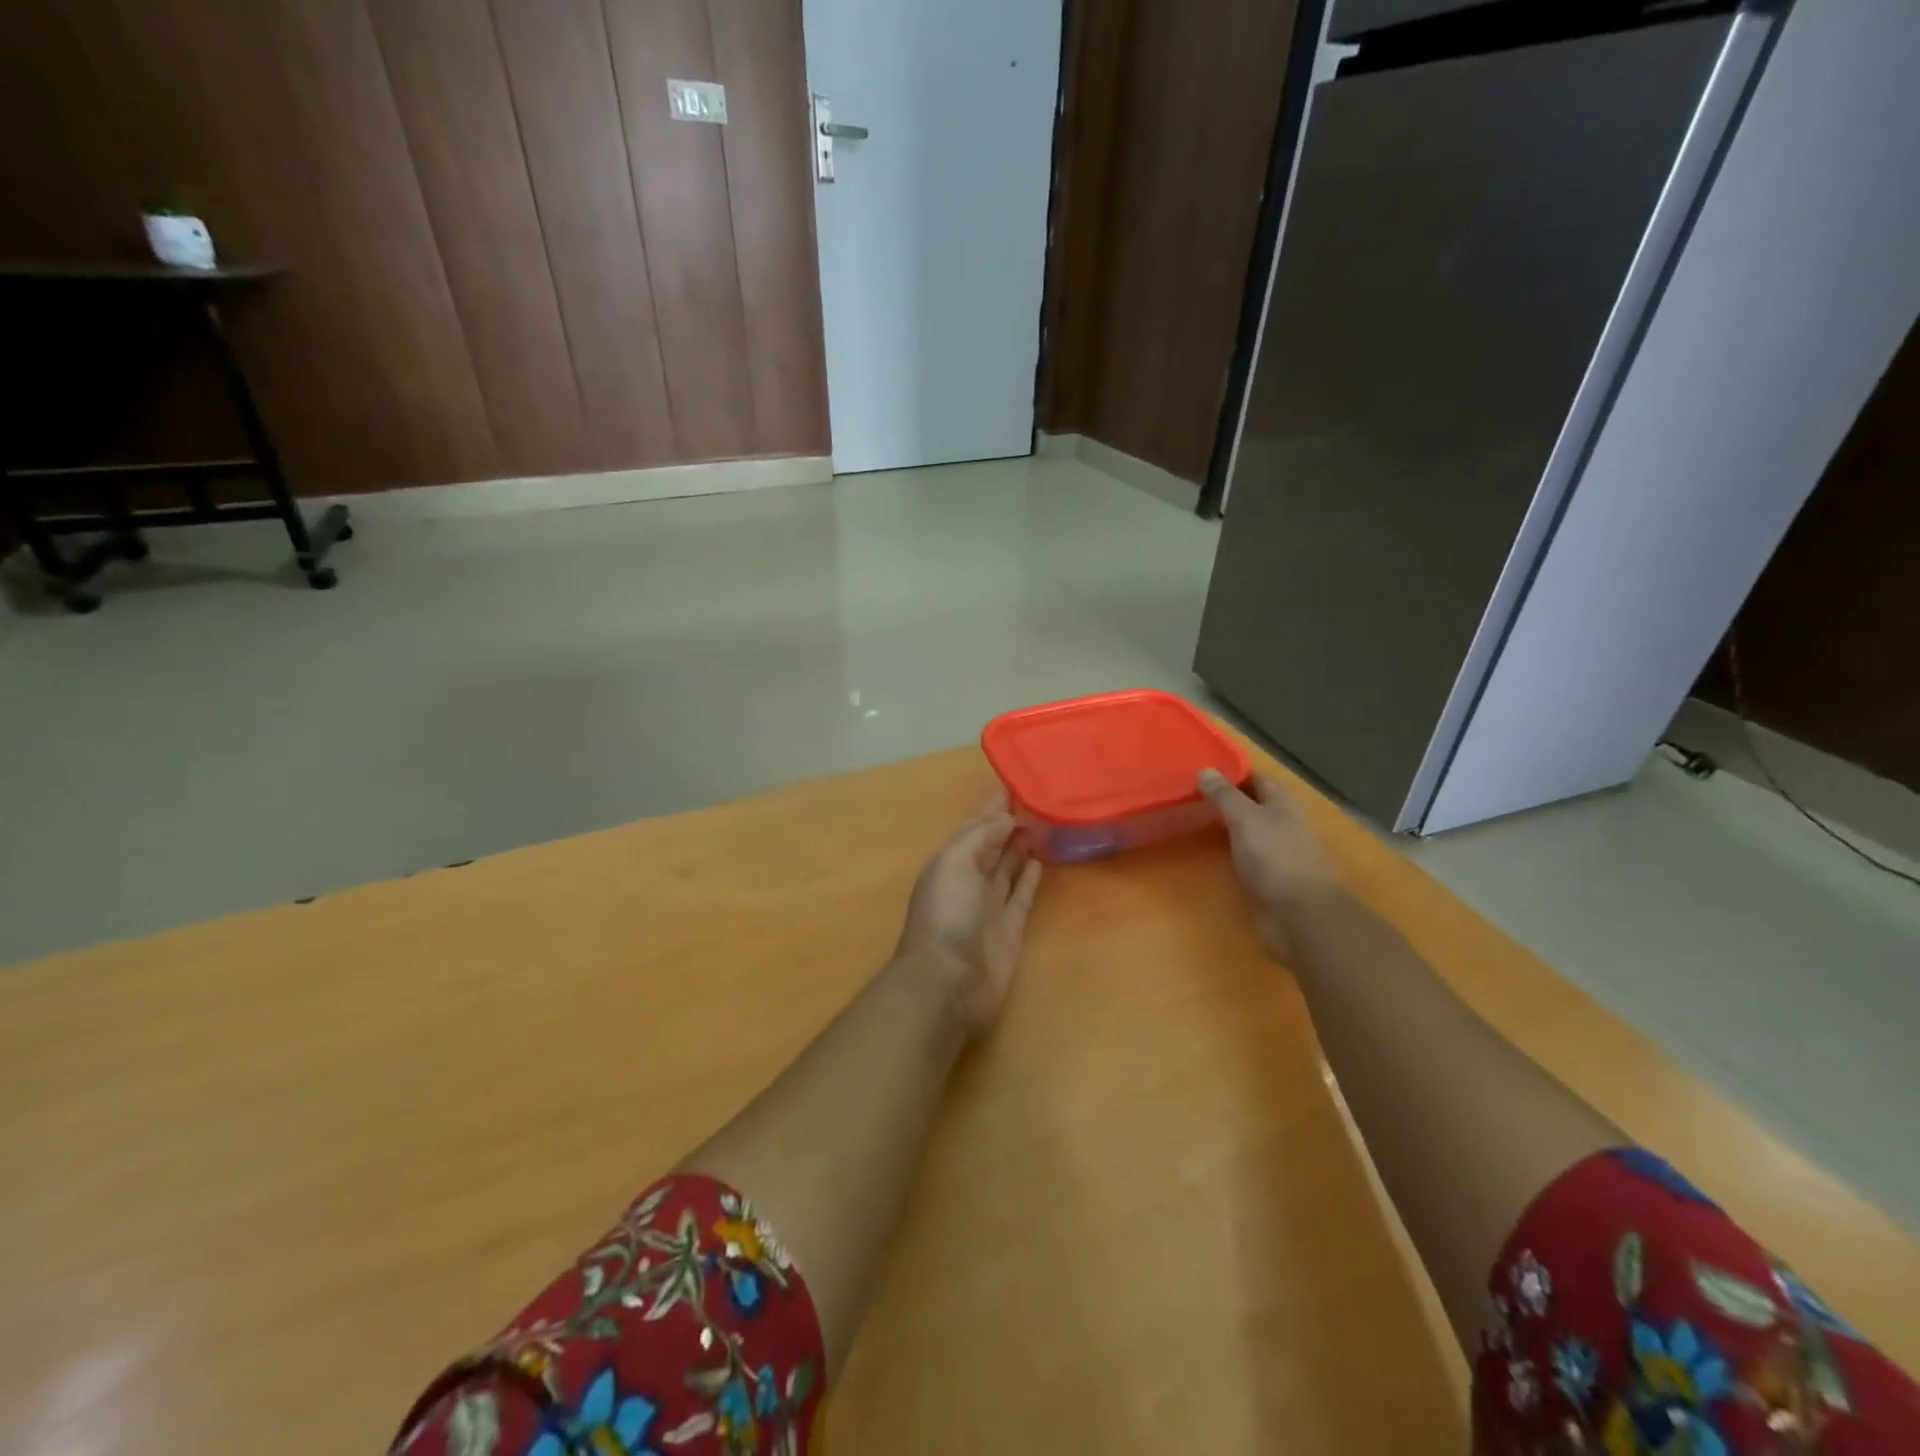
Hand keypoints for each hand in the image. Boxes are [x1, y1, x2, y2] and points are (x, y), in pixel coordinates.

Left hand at [893, 793, 1043, 1036]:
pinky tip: (1042, 858)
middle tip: (1041, 797)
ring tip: (1046, 821)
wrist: (948, 982)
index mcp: (950, 860)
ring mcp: (990, 904)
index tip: (1016, 781)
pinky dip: (1031, 876)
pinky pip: (1023, 894)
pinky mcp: (1011, 927)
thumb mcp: (955, 862)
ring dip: (1022, 845)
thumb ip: (980, 836)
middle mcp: (969, 878)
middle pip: (993, 843)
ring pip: (1009, 866)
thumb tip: (1007, 818)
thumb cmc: (947, 915)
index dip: (993, 805)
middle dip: (1010, 821)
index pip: (975, 825)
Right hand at [1198, 769, 1344, 960]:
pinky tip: (1212, 853)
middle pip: (1256, 805)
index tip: (1205, 768)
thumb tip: (1205, 769)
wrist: (1300, 914)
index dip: (1236, 772)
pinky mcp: (1271, 879)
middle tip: (1193, 793)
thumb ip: (1225, 796)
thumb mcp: (1245, 818)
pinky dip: (1231, 851)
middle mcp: (1284, 825)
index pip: (1259, 779)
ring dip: (1229, 826)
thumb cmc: (1275, 857)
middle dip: (1230, 798)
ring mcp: (1279, 854)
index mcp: (1283, 805)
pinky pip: (1248, 857)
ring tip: (1196, 819)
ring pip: (1251, 831)